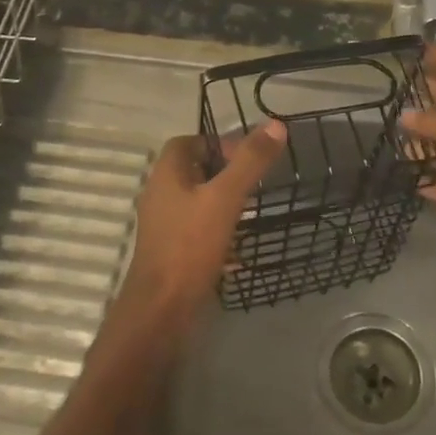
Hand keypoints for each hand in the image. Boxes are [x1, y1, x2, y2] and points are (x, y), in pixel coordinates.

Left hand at [117, 122, 286, 320]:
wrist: (162, 309)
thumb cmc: (190, 246)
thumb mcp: (226, 198)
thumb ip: (249, 162)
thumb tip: (275, 124)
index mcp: (166, 175)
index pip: (187, 142)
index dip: (216, 142)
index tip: (245, 155)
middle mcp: (160, 196)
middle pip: (192, 171)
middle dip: (223, 172)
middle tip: (253, 181)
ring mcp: (163, 226)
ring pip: (195, 202)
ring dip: (221, 201)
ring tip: (250, 210)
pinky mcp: (170, 252)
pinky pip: (196, 230)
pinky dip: (217, 230)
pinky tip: (238, 247)